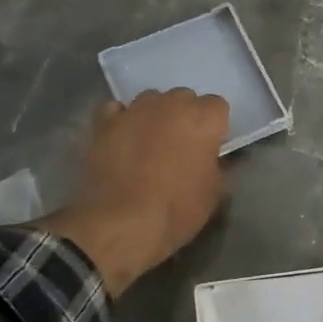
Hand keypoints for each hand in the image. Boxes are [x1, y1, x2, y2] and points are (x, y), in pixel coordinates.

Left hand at [38, 90, 229, 295]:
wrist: (121, 224)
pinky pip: (116, 110)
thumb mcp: (213, 194)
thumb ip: (217, 165)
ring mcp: (134, 110)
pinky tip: (122, 137)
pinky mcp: (105, 123)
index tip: (210, 146)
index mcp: (203, 119)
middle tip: (181, 145)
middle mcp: (170, 104)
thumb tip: (211, 158)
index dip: (214, 126)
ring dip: (155, 115)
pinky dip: (121, 119)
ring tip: (149, 142)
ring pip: (151, 100)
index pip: (217, 105)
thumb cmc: (176, 210)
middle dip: (185, 116)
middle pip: (183, 98)